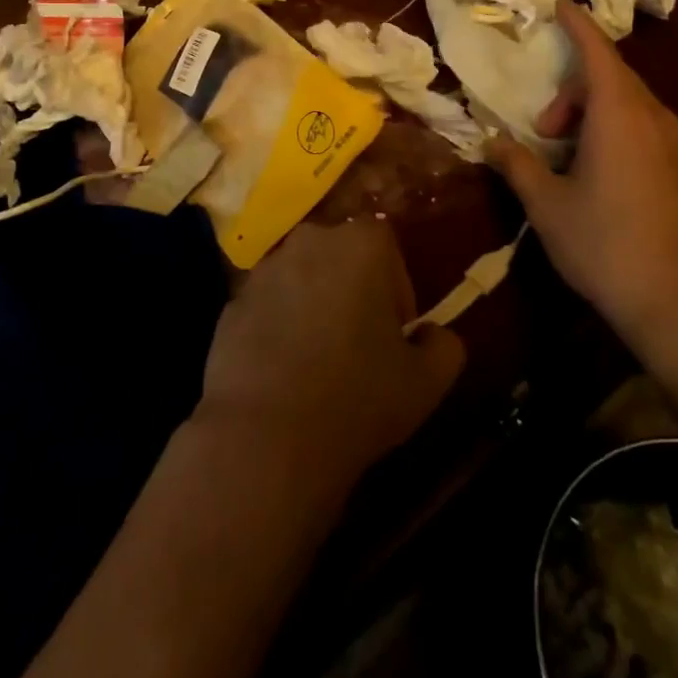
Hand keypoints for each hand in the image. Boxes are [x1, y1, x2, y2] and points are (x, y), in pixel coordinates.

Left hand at [195, 222, 464, 490]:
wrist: (265, 436)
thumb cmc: (357, 398)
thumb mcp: (426, 382)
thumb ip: (444, 345)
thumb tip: (433, 335)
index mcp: (360, 244)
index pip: (387, 247)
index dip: (396, 289)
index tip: (394, 334)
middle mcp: (309, 241)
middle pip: (341, 257)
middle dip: (354, 291)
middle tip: (360, 346)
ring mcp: (264, 269)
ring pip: (303, 279)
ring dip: (314, 305)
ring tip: (318, 363)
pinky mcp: (233, 301)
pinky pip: (269, 305)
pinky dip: (279, 326)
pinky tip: (283, 373)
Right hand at [489, 0, 677, 359]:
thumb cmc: (603, 243)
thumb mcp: (546, 204)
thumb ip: (515, 165)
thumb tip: (490, 143)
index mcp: (619, 114)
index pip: (597, 52)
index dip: (576, 25)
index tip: (559, 4)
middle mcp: (653, 118)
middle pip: (612, 77)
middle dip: (572, 88)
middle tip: (543, 128)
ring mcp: (675, 144)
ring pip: (629, 103)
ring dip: (592, 112)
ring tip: (564, 154)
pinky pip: (644, 127)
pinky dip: (614, 129)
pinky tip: (596, 171)